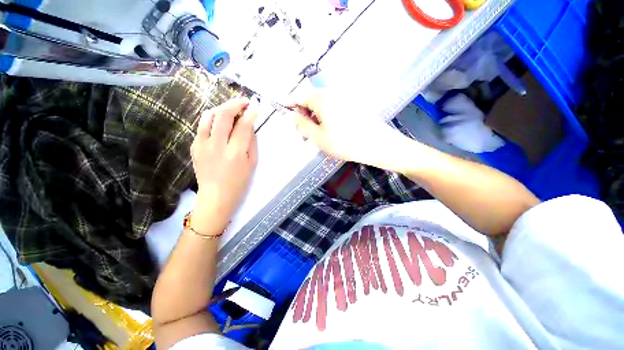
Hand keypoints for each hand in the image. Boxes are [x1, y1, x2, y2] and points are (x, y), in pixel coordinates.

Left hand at [190, 98, 257, 231]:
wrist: (216, 197)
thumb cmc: (239, 183)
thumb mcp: (252, 164)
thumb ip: (252, 142)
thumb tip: (250, 125)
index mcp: (235, 153)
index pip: (243, 126)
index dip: (250, 113)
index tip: (255, 105)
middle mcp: (217, 146)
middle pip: (223, 115)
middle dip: (235, 104)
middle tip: (244, 101)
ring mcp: (202, 145)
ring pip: (209, 116)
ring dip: (222, 108)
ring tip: (231, 109)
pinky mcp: (194, 146)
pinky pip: (202, 126)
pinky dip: (213, 119)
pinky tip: (220, 122)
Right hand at [290, 89, 411, 168]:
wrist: (378, 145)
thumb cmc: (346, 143)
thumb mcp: (319, 138)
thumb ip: (302, 125)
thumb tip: (293, 116)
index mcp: (322, 99)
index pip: (299, 96)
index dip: (291, 106)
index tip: (289, 118)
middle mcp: (333, 94)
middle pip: (311, 100)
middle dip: (304, 116)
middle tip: (305, 134)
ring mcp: (344, 99)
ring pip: (322, 106)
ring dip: (316, 119)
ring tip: (318, 136)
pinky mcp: (352, 106)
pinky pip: (333, 109)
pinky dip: (327, 119)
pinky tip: (331, 132)